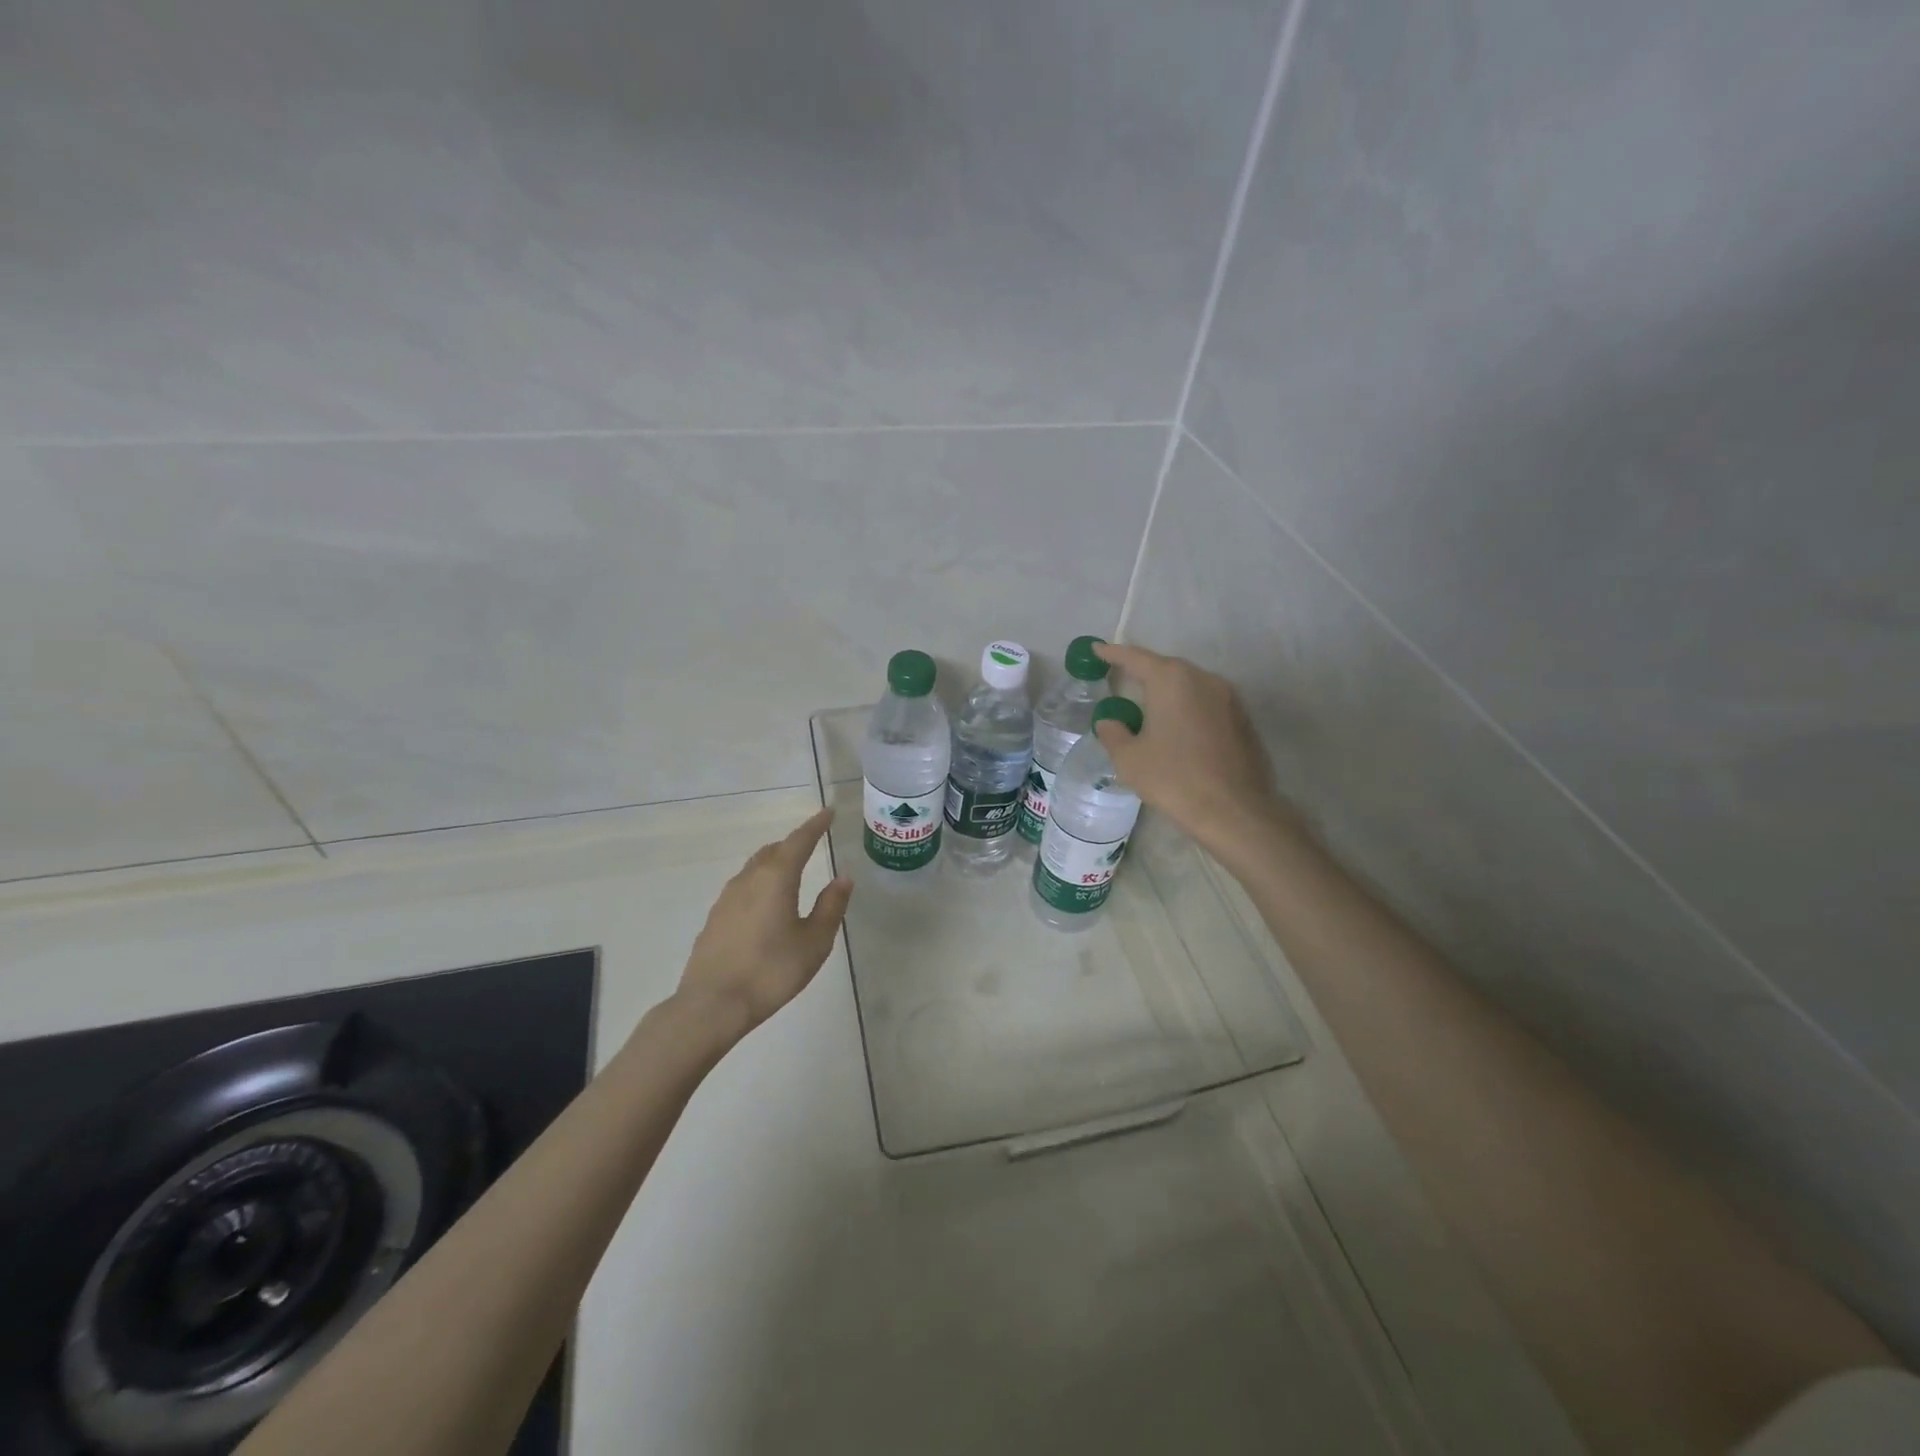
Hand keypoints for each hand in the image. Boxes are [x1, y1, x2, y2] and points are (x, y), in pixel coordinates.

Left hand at [671, 808, 852, 1042]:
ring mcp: (727, 898)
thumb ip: (830, 906)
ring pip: (755, 868)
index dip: (815, 825)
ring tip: (792, 872)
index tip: (828, 812)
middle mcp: (749, 879)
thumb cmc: (771, 971)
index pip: (799, 841)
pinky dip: (761, 883)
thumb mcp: (814, 942)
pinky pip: (743, 887)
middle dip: (794, 844)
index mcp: (776, 878)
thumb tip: (843, 878)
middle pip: (774, 850)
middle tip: (812, 843)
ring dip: (775, 862)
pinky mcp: (715, 918)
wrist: (712, 1004)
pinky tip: (766, 904)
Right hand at [1092, 642, 1283, 855]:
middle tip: (1120, 679)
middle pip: (1166, 668)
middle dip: (1143, 672)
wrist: (1234, 811)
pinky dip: (1188, 708)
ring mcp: (1228, 697)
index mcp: (1171, 680)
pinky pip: (1207, 703)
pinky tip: (1178, 729)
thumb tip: (1110, 721)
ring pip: (1190, 685)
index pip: (1135, 658)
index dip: (1112, 653)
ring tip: (1149, 707)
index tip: (1096, 649)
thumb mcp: (1129, 759)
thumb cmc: (1174, 779)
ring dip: (1168, 692)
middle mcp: (1203, 678)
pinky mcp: (1243, 719)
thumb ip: (1113, 732)